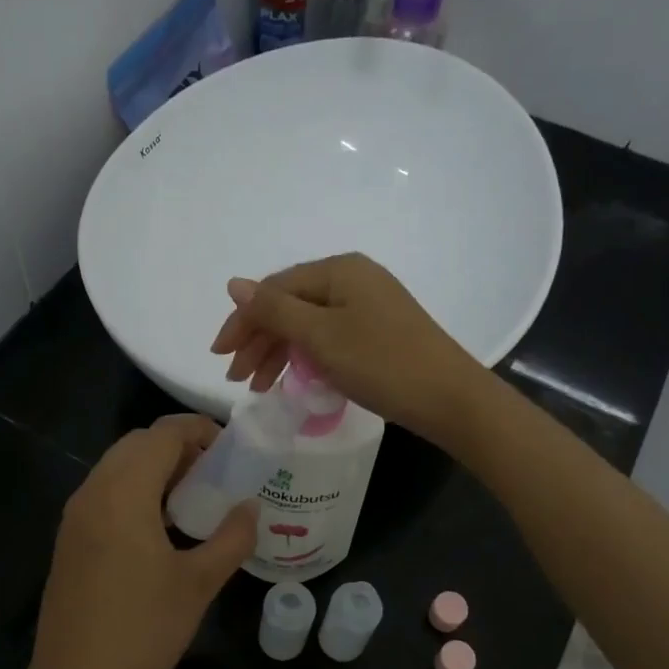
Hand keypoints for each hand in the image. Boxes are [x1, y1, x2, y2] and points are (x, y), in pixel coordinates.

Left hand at [22, 415, 256, 668]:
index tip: (231, 449)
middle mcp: (92, 492)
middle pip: (137, 444)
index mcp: (123, 493)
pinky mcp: (69, 540)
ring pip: (117, 467)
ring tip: (194, 499)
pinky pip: (105, 494)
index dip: (199, 430)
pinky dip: (135, 491)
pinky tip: (162, 527)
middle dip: (178, 447)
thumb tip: (250, 508)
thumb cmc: (143, 632)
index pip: (162, 434)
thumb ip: (231, 538)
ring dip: (155, 469)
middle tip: (216, 474)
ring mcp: (75, 517)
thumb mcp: (199, 584)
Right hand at [210, 253, 491, 445]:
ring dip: (280, 352)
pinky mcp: (378, 330)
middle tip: (237, 378)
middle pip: (290, 305)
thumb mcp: (320, 336)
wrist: (448, 397)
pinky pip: (329, 336)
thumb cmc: (381, 362)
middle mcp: (353, 279)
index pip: (274, 290)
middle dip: (259, 340)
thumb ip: (275, 310)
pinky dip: (307, 357)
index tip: (220, 355)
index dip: (243, 321)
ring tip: (260, 386)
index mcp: (338, 270)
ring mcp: (368, 305)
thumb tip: (234, 284)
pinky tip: (295, 379)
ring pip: (308, 324)